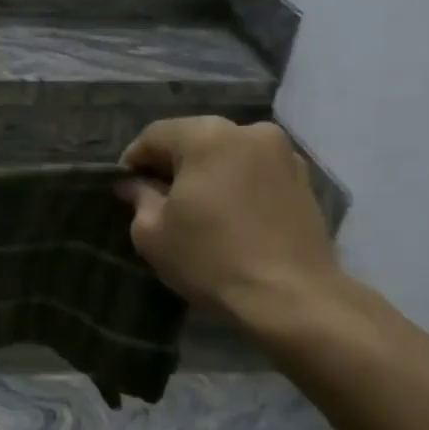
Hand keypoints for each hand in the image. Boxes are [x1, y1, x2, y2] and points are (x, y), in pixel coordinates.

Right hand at [117, 118, 342, 327]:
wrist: (291, 298)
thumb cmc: (211, 259)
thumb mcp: (152, 233)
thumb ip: (139, 198)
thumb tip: (132, 185)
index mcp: (207, 136)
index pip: (155, 135)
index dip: (133, 161)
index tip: (124, 189)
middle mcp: (248, 132)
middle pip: (195, 139)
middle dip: (172, 164)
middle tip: (156, 198)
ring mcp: (283, 154)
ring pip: (228, 154)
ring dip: (206, 173)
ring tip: (195, 209)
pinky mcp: (304, 180)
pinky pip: (255, 172)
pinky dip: (236, 184)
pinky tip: (228, 216)